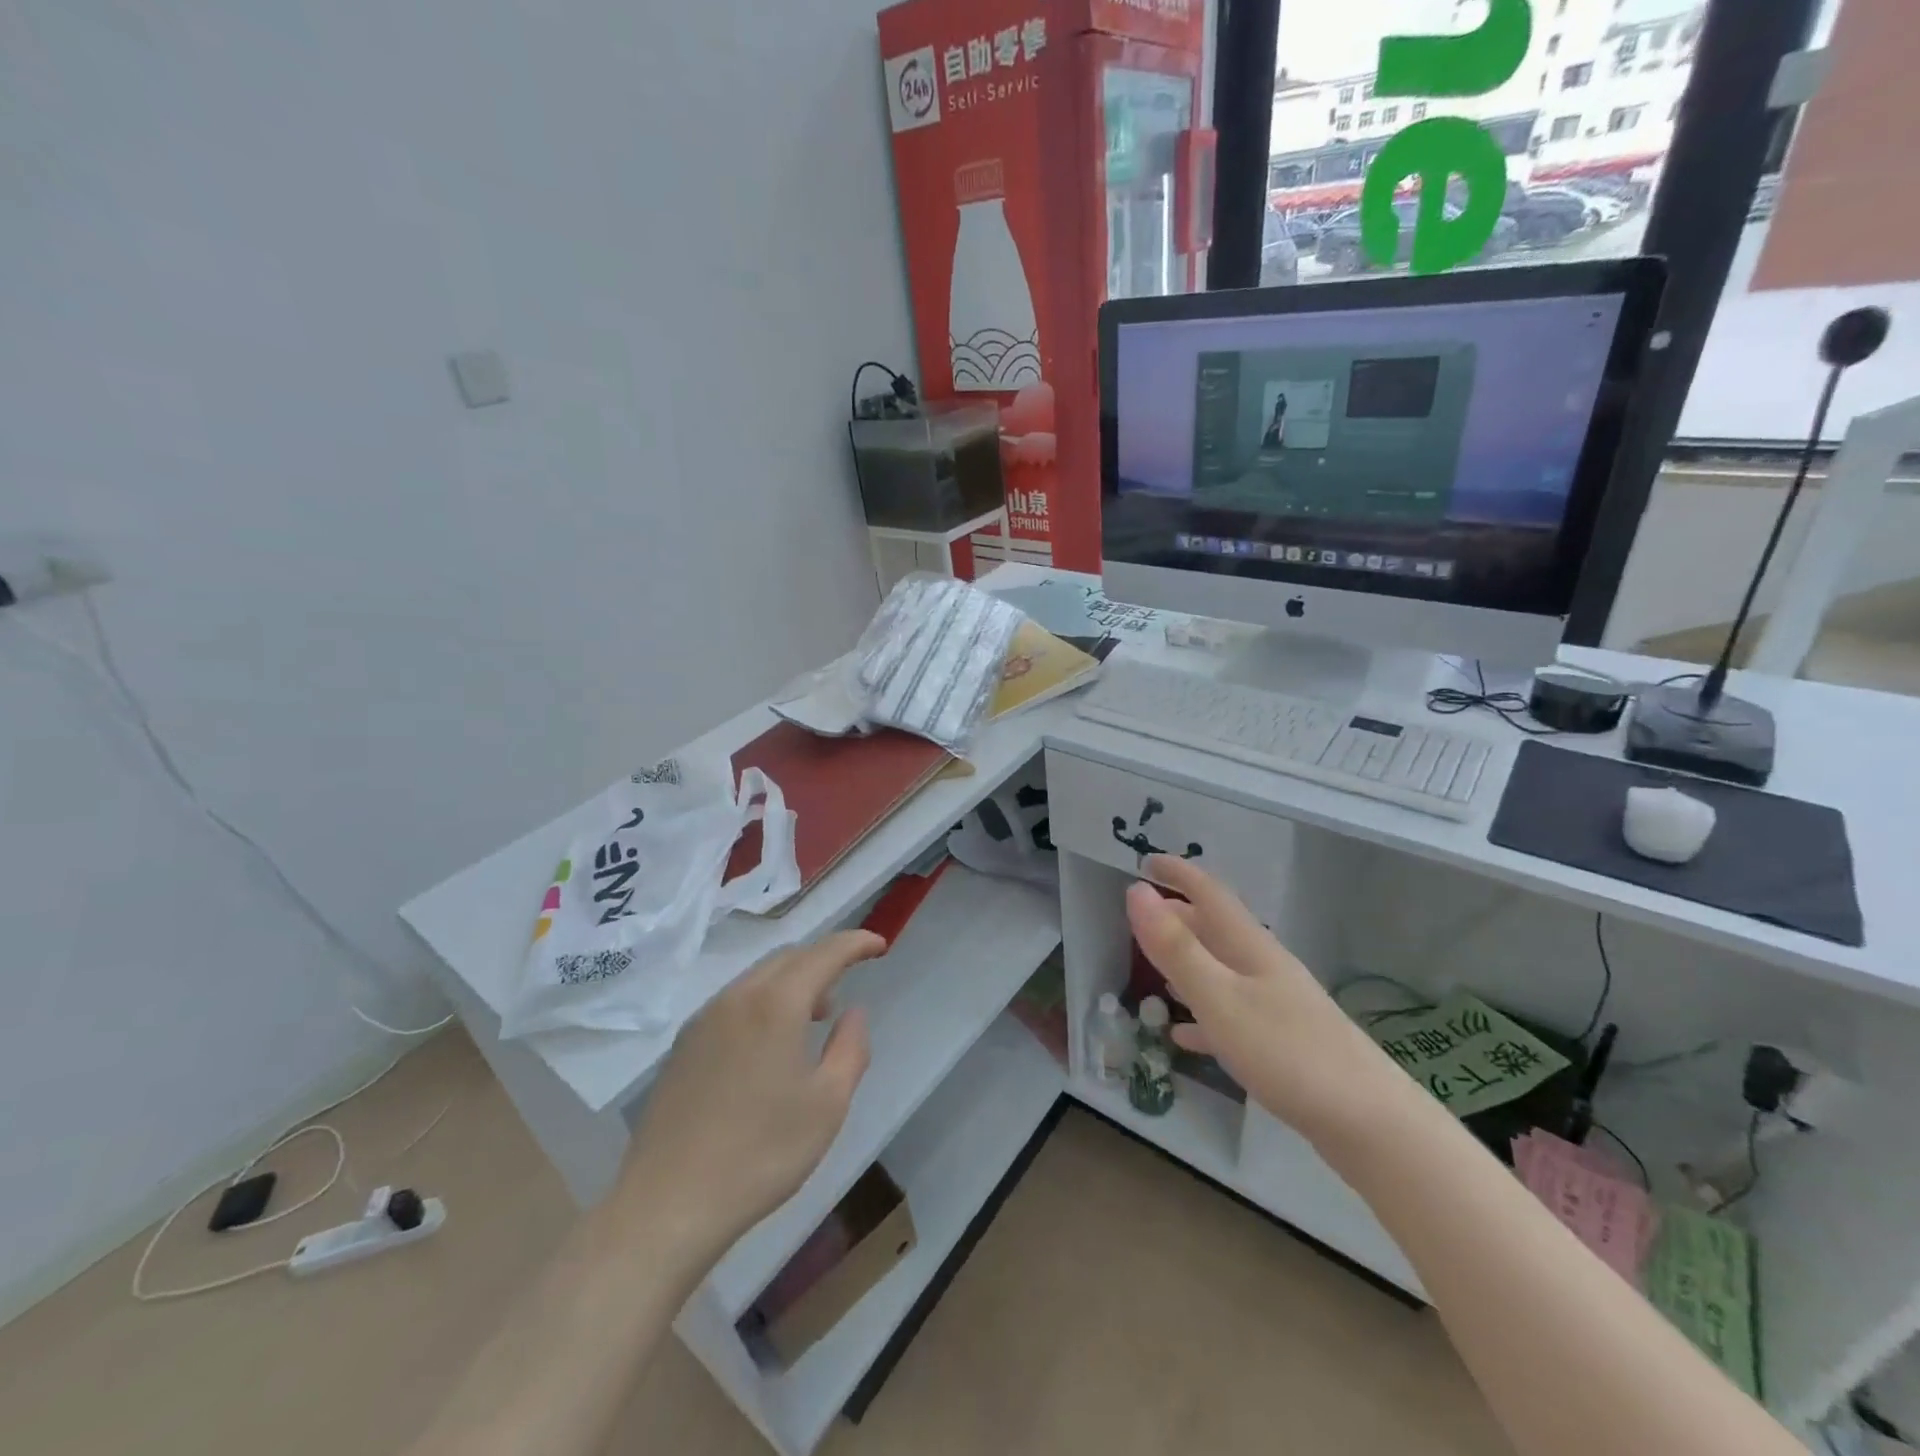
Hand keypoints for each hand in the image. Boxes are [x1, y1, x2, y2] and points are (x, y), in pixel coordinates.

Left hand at [617, 930, 886, 1258]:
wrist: (668, 1204)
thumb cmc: (760, 1154)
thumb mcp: (827, 1104)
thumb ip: (850, 1047)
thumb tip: (853, 1012)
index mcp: (775, 1004)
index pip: (824, 954)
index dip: (855, 943)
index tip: (880, 944)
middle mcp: (737, 997)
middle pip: (789, 957)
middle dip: (823, 960)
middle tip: (848, 983)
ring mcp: (704, 1019)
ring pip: (758, 977)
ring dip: (793, 982)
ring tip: (814, 1017)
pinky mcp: (684, 1044)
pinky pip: (734, 1001)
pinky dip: (764, 1001)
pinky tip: (770, 1043)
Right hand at [1126, 856, 1402, 1143]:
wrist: (1370, 1123)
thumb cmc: (1287, 1052)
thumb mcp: (1219, 998)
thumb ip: (1176, 947)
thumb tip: (1136, 891)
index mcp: (1249, 947)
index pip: (1209, 894)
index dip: (1178, 873)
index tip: (1145, 860)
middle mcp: (1263, 967)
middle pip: (1215, 929)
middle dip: (1178, 916)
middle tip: (1138, 918)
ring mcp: (1276, 1005)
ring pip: (1221, 970)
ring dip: (1187, 962)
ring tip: (1153, 967)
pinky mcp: (1282, 1043)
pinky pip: (1230, 1015)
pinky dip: (1202, 1015)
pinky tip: (1183, 1034)